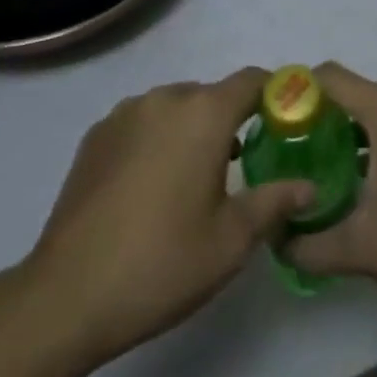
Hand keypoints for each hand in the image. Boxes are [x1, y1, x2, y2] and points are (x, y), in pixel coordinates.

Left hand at [18, 69, 313, 367]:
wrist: (66, 296)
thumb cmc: (162, 264)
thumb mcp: (231, 241)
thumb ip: (275, 202)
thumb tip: (310, 186)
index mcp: (204, 113)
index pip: (252, 80)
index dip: (274, 94)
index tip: (286, 120)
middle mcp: (165, 98)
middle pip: (211, 95)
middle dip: (230, 121)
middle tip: (240, 167)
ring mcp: (125, 113)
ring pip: (174, 108)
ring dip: (190, 130)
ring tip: (192, 180)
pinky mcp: (96, 135)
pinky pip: (141, 123)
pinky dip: (156, 140)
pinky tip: (150, 187)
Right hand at [283, 63, 376, 307]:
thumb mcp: (358, 249)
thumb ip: (308, 244)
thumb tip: (274, 241)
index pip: (334, 78)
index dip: (301, 89)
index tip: (276, 116)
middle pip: (356, 91)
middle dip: (322, 113)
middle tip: (292, 146)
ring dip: (350, 128)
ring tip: (322, 163)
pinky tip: (365, 177)